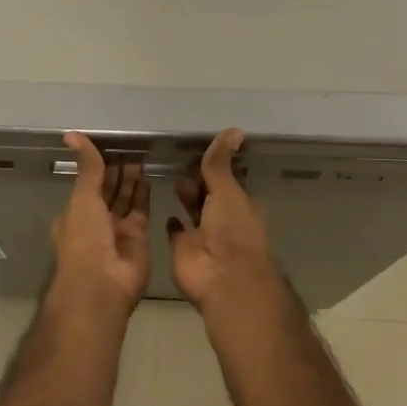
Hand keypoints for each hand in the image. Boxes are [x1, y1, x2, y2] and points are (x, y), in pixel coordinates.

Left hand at [49, 131, 150, 311]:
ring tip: (141, 155)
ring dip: (131, 180)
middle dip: (117, 170)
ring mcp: (117, 230)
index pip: (88, 182)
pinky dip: (144, 195)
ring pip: (125, 199)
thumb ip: (87, 166)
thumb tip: (71, 134)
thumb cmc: (85, 238)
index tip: (110, 144)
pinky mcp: (138, 237)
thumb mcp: (83, 196)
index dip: (97, 164)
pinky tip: (148, 176)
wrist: (103, 283)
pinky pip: (141, 211)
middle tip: (130, 145)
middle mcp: (95, 221)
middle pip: (108, 190)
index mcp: (76, 212)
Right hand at [167, 130, 284, 314]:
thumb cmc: (232, 229)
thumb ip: (221, 163)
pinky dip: (173, 222)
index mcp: (241, 205)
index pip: (228, 181)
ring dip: (187, 197)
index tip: (202, 149)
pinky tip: (165, 207)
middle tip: (181, 160)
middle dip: (199, 181)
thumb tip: (234, 129)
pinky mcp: (183, 248)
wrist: (221, 276)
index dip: (217, 168)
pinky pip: (177, 232)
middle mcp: (224, 220)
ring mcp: (203, 235)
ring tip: (171, 177)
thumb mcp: (227, 190)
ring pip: (194, 211)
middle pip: (210, 195)